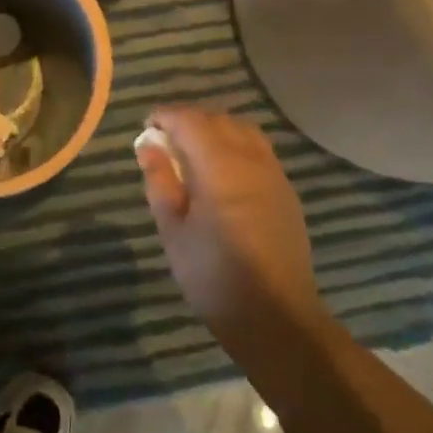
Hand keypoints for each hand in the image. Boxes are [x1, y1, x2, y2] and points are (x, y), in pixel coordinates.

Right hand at [137, 107, 325, 358]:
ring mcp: (273, 173)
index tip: (147, 126)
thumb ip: (160, 181)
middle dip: (188, 119)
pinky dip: (235, 143)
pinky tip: (221, 169)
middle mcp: (250, 160)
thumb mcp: (173, 231)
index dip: (165, 116)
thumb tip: (148, 145)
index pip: (190, 120)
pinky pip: (258, 148)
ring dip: (214, 128)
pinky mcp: (285, 189)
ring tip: (192, 150)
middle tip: (164, 139)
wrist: (276, 317)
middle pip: (217, 118)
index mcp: (219, 168)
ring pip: (242, 129)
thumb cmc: (214, 276)